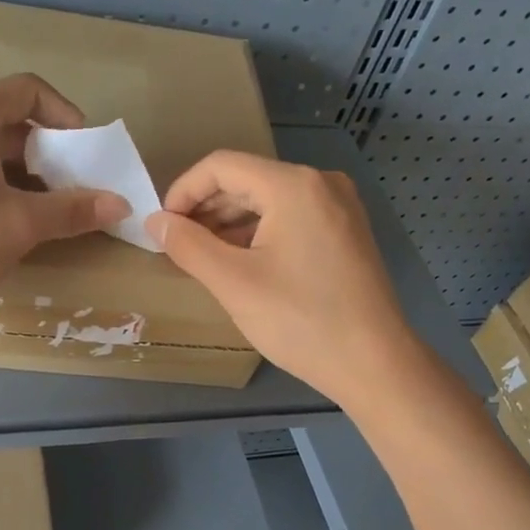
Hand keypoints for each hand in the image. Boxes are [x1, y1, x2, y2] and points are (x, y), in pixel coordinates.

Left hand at [0, 75, 129, 329]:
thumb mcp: (20, 226)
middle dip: (48, 153)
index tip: (86, 153)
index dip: (66, 116)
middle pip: (7, 121)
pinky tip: (8, 223)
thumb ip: (73, 210)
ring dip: (23, 174)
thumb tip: (121, 204)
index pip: (28, 91)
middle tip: (73, 189)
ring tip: (47, 212)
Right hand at [145, 151, 414, 403]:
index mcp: (294, 185)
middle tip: (178, 247)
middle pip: (246, 180)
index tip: (162, 228)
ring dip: (230, 224)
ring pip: (269, 201)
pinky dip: (259, 234)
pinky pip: (291, 218)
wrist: (374, 364)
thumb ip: (188, 246)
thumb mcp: (234, 283)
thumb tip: (155, 221)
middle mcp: (321, 183)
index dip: (183, 191)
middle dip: (206, 209)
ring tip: (204, 258)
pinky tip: (241, 264)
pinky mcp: (346, 232)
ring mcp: (339, 207)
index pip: (221, 166)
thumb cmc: (301, 321)